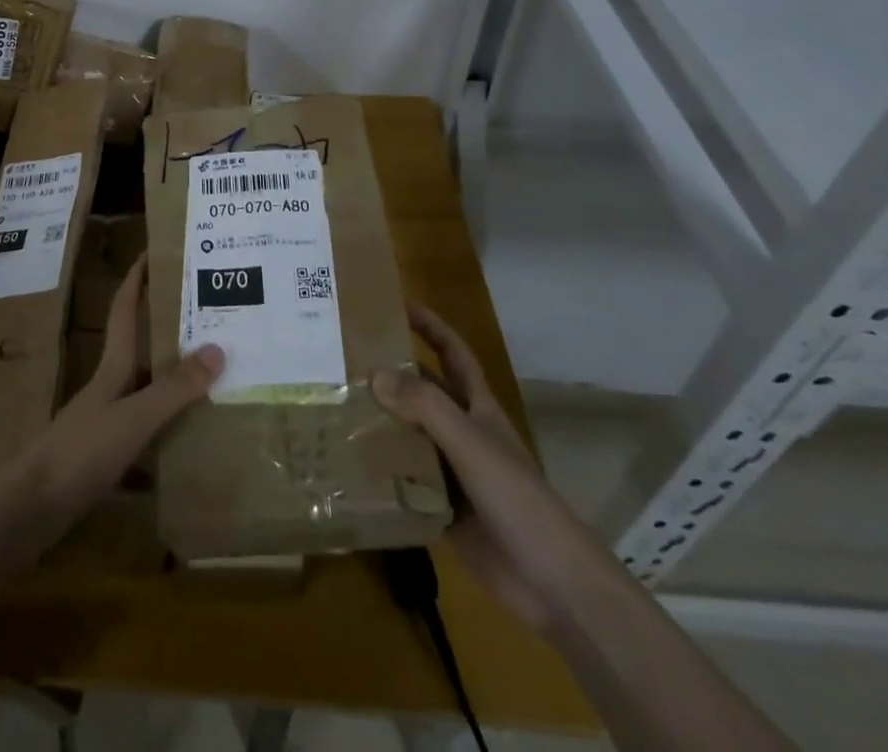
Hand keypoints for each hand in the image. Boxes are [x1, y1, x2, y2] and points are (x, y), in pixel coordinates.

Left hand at [0, 254, 222, 558]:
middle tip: (208, 314)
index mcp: (112, 367)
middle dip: (167, 326)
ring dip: (173, 379)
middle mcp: (109, 387)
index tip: (155, 250)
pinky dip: (168, 429)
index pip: (125, 309)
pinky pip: (146, 431)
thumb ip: (174, 388)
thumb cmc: (81, 452)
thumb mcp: (133, 417)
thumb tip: (218, 348)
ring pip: (145, 389)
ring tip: (213, 373)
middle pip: (139, 346)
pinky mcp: (105, 456)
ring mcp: (104, 422)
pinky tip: (192, 440)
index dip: (137, 278)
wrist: (31, 510)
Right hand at [372, 302, 613, 632]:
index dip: (431, 326)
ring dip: (379, 423)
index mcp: (478, 409)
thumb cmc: (517, 499)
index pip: (453, 354)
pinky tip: (347, 464)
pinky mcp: (441, 509)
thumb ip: (425, 406)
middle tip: (344, 358)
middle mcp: (463, 434)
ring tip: (334, 406)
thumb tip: (374, 374)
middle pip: (424, 393)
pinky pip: (404, 482)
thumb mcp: (471, 443)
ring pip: (409, 436)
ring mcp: (452, 473)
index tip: (398, 303)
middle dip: (391, 374)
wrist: (552, 584)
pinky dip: (380, 472)